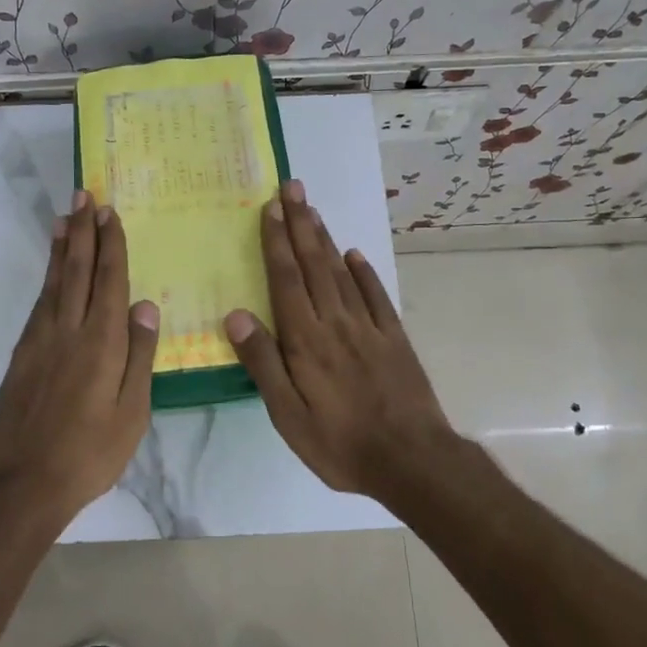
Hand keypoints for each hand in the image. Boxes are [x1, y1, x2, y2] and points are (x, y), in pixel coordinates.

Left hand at [0, 191, 159, 521]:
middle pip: (76, 271)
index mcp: (101, 343)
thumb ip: (139, 355)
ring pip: (53, 283)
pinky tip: (51, 273)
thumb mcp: (132, 411)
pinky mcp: (21, 356)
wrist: (25, 483)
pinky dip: (46, 280)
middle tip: (84, 196)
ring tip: (64, 218)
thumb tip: (146, 306)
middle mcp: (67, 331)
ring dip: (60, 248)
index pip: (108, 281)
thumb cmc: (91, 452)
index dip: (110, 245)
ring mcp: (39, 342)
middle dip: (82, 231)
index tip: (109, 213)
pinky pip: (39, 305)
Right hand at [224, 181, 460, 498]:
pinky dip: (364, 271)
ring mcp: (369, 327)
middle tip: (292, 187)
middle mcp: (336, 322)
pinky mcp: (394, 339)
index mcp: (305, 340)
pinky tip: (355, 254)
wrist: (411, 459)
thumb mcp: (288, 415)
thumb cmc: (339, 443)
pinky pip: (376, 296)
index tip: (270, 208)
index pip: (286, 280)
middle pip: (314, 264)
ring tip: (313, 210)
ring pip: (342, 273)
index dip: (276, 242)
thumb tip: (236, 315)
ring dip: (326, 239)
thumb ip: (262, 363)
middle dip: (300, 224)